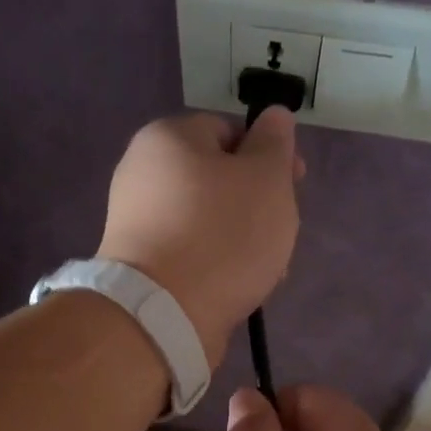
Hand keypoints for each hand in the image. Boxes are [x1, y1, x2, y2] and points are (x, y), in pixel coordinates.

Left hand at [97, 110, 301, 368]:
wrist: (162, 315)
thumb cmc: (222, 234)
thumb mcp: (265, 178)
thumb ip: (274, 142)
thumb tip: (274, 115)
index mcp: (167, 138)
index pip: (229, 132)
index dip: (268, 156)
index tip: (294, 186)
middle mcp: (142, 173)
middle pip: (219, 181)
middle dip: (257, 207)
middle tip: (280, 234)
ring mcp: (136, 222)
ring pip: (208, 221)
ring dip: (243, 241)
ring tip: (265, 271)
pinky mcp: (140, 265)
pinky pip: (190, 253)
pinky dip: (217, 265)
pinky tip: (239, 288)